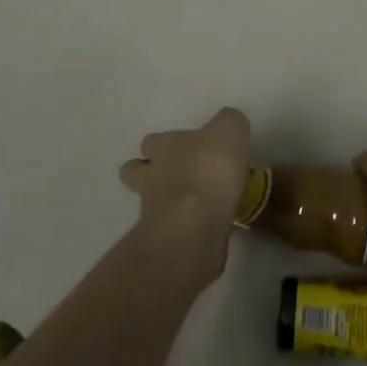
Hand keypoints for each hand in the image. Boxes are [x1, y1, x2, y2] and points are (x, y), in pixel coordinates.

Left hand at [120, 107, 250, 279]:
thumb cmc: (209, 169)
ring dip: (168, 203)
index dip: (165, 144)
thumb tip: (228, 127)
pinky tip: (207, 227)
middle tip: (181, 177)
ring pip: (152, 204)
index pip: (152, 141)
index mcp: (162, 147)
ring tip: (197, 205)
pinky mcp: (165, 242)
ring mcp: (153, 212)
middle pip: (137, 172)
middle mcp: (150, 177)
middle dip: (152, 174)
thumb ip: (228, 123)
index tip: (186, 148)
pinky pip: (173, 231)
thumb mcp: (229, 130)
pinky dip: (186, 228)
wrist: (196, 225)